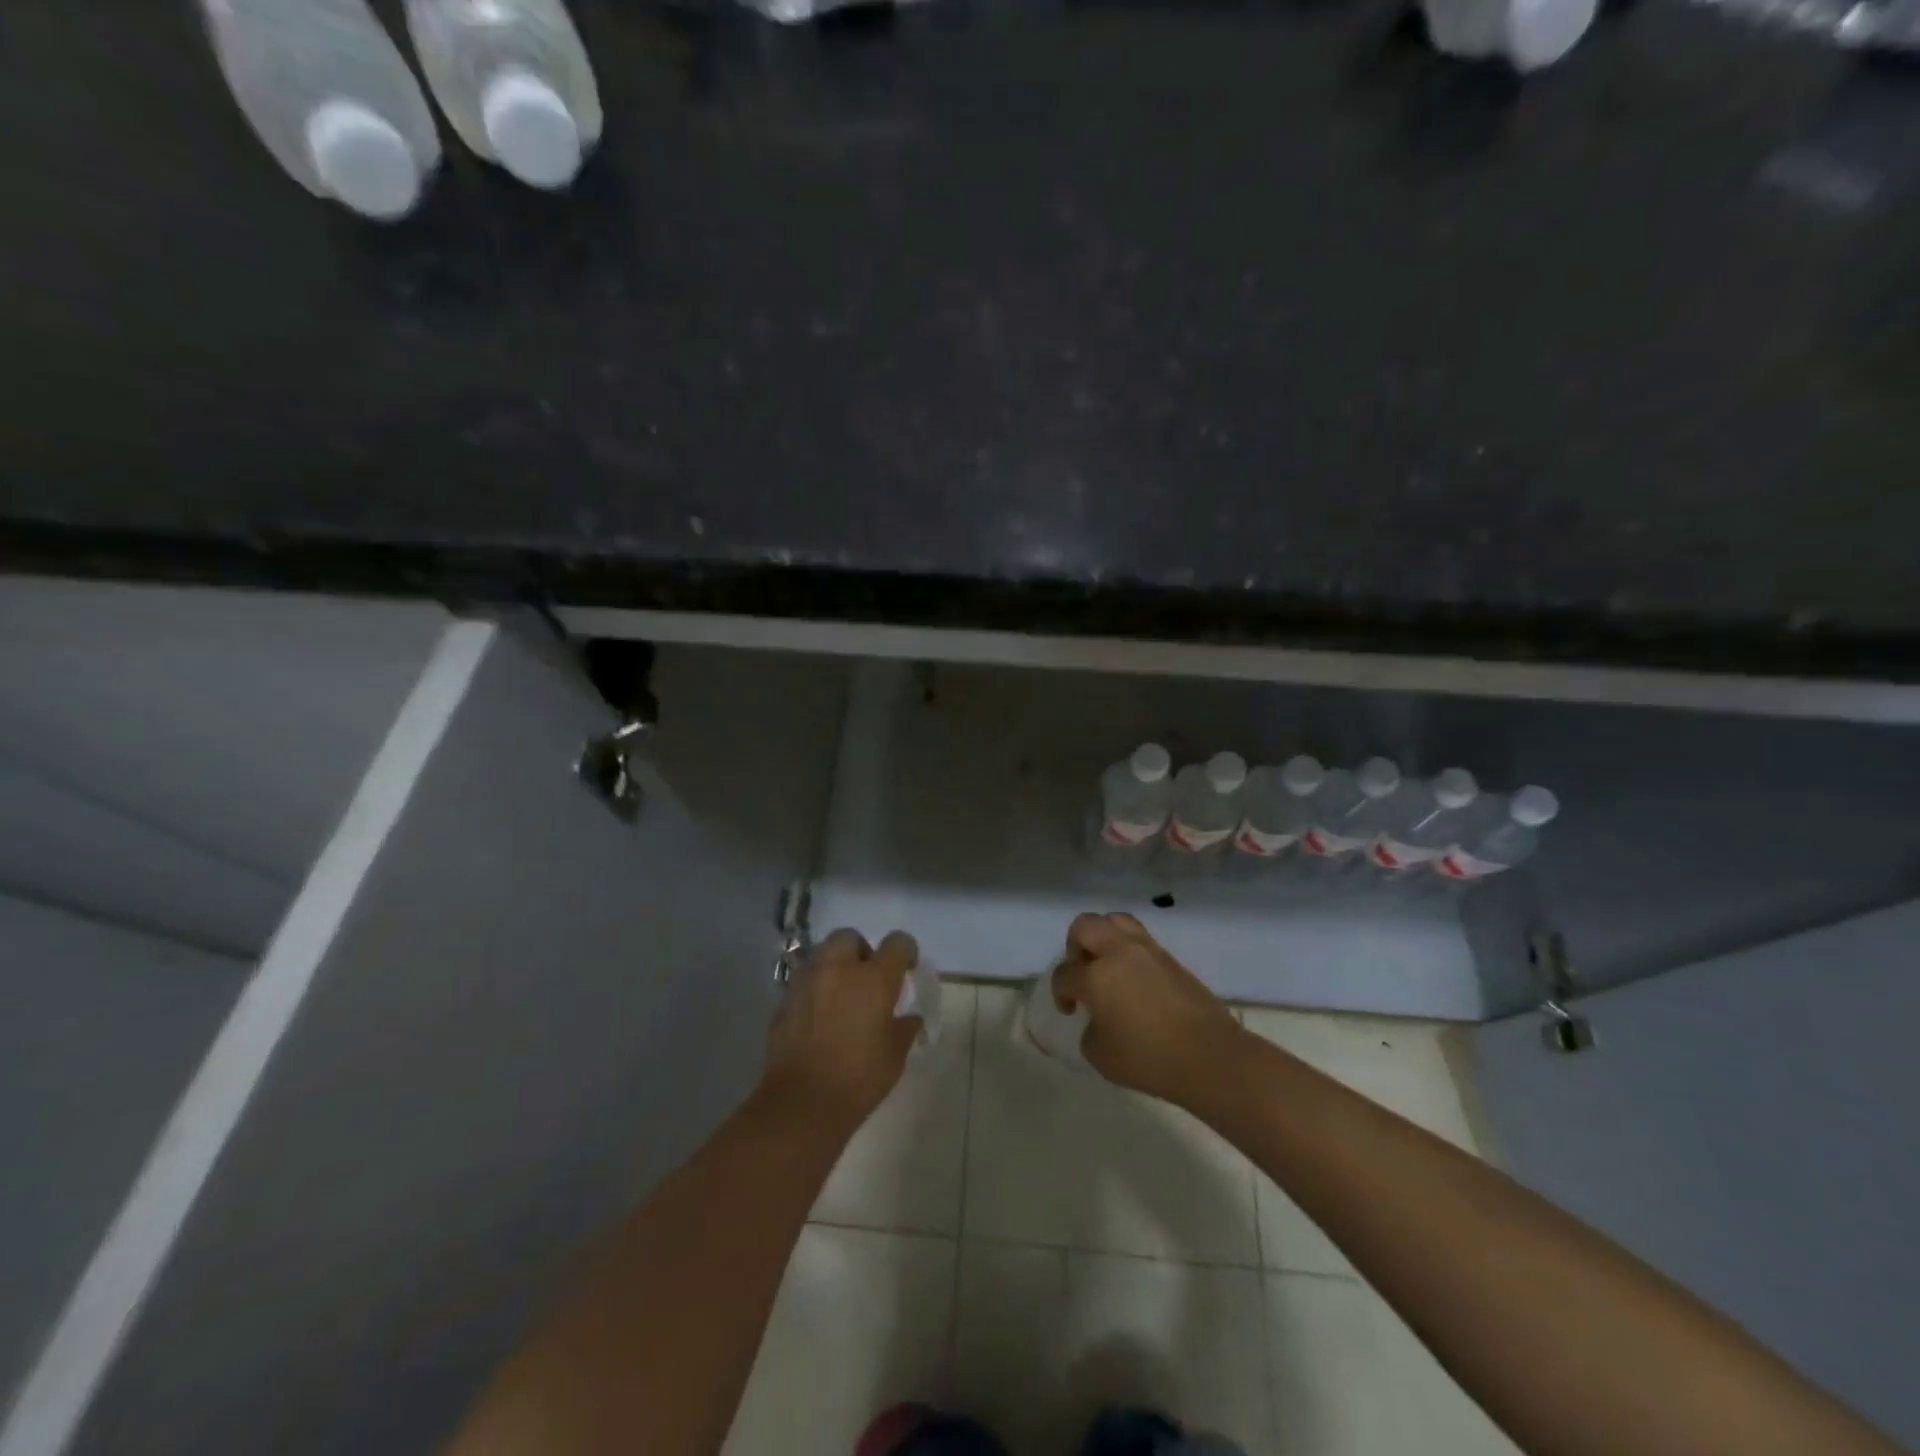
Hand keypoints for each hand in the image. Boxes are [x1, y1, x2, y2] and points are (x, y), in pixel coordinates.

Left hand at [764, 928, 920, 1126]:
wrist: (802, 1103)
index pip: (897, 942)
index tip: (905, 969)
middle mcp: (839, 969)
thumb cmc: (859, 1078)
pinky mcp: (784, 1000)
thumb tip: (910, 1018)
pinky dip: (814, 990)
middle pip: (850, 937)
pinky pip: (804, 982)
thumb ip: (905, 1028)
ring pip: (822, 956)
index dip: (905, 951)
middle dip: (860, 951)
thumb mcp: (895, 1055)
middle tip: (866, 979)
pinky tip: (819, 1017)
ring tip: (841, 996)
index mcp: (874, 978)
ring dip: (834, 968)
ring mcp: (807, 981)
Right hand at [1052, 912, 1246, 1108]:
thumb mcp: (1100, 1056)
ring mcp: (1148, 951)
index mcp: (1096, 976)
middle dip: (1075, 946)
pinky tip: (1132, 978)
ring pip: (1116, 921)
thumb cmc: (1149, 1059)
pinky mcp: (1171, 959)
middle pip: (1085, 926)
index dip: (1060, 992)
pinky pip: (1140, 939)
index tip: (1070, 1009)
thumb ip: (1089, 1031)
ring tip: (1107, 965)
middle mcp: (1119, 953)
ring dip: (1103, 938)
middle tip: (1082, 973)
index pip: (1065, 973)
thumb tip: (1097, 1020)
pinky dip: (1128, 950)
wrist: (1210, 1057)